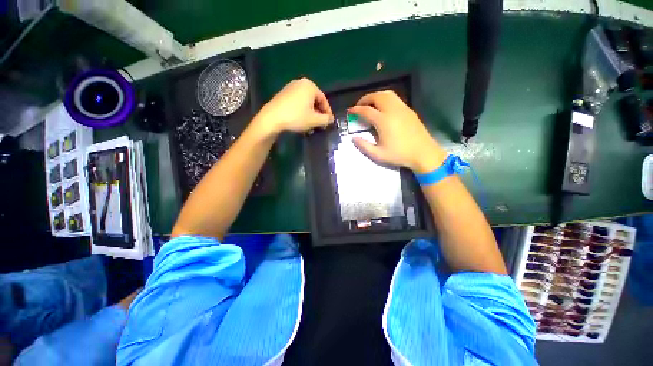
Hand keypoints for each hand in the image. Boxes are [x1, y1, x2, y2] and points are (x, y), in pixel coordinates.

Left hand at [253, 78, 333, 134]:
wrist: (272, 118)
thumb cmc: (296, 117)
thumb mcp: (314, 120)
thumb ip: (326, 119)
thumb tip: (330, 119)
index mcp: (310, 86)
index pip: (324, 100)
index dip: (328, 112)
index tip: (329, 122)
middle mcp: (300, 83)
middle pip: (314, 100)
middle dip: (318, 113)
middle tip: (320, 124)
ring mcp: (290, 88)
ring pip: (306, 102)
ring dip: (310, 114)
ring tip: (311, 125)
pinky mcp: (283, 94)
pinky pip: (297, 103)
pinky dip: (302, 111)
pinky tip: (301, 121)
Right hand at [348, 91, 445, 172]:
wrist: (423, 153)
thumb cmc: (399, 155)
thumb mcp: (378, 155)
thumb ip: (364, 146)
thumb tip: (354, 138)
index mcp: (383, 121)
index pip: (366, 110)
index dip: (356, 110)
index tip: (350, 111)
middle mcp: (392, 110)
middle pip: (376, 97)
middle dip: (365, 99)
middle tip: (359, 106)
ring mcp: (402, 108)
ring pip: (386, 94)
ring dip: (375, 96)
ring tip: (370, 104)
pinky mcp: (408, 110)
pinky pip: (394, 98)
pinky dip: (384, 98)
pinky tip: (383, 107)